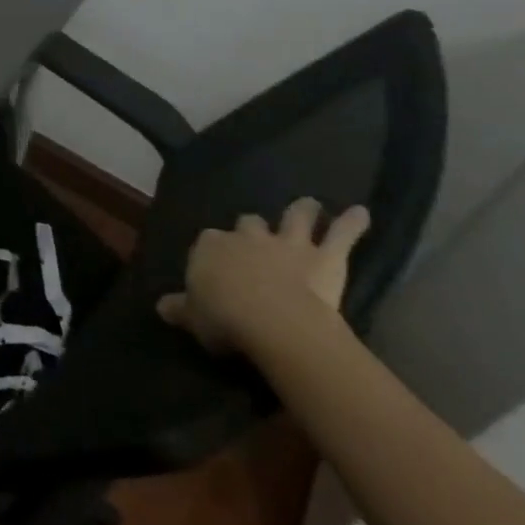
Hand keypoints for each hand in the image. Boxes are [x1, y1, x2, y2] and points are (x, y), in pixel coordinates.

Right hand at [157, 198, 369, 357]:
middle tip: (256, 232)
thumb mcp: (193, 317)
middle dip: (252, 227)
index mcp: (211, 247)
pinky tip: (363, 212)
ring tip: (310, 203)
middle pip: (248, 224)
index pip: (208, 242)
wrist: (273, 321)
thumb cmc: (225, 317)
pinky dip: (353, 223)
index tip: (216, 265)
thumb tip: (162, 306)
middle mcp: (247, 237)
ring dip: (303, 210)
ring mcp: (286, 244)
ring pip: (295, 219)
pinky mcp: (323, 257)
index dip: (214, 253)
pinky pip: (341, 235)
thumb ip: (180, 308)